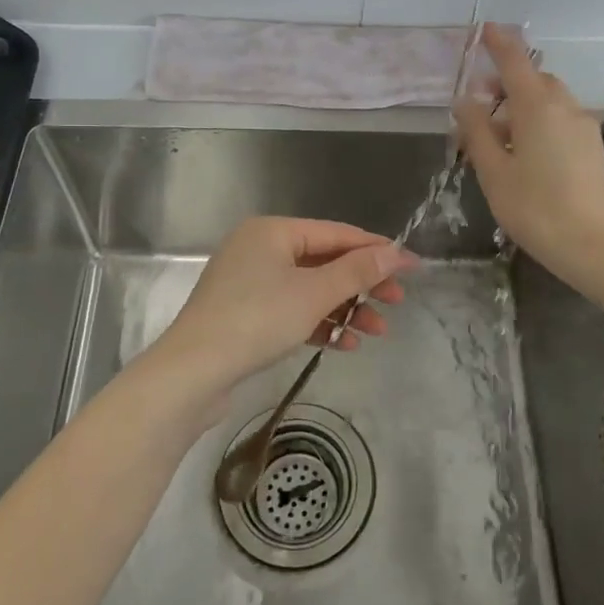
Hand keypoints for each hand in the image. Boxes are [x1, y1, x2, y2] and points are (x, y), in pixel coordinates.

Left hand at [150, 217, 415, 400]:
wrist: (193, 373)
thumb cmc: (257, 320)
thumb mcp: (314, 293)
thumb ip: (357, 271)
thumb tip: (395, 253)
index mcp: (273, 231)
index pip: (336, 233)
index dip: (376, 249)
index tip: (410, 266)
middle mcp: (260, 248)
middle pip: (324, 260)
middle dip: (362, 283)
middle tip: (397, 302)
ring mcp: (250, 282)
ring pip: (310, 288)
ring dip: (345, 308)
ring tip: (377, 332)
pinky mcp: (245, 314)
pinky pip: (292, 309)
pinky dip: (319, 322)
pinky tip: (344, 344)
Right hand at [454, 24, 603, 292]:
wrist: (599, 247)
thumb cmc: (537, 209)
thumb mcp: (494, 173)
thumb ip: (476, 132)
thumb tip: (464, 100)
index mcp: (537, 107)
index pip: (515, 60)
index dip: (498, 42)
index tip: (484, 28)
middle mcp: (564, 107)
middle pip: (533, 80)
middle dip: (505, 82)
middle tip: (478, 104)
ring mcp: (583, 127)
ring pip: (548, 101)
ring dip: (521, 105)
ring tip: (495, 137)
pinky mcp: (593, 148)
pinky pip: (560, 120)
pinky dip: (537, 122)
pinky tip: (523, 154)